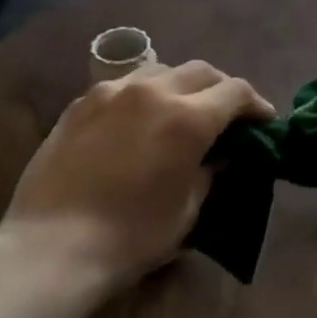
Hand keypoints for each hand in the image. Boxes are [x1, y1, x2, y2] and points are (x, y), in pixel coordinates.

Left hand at [0, 61, 272, 289]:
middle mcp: (153, 91)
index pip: (236, 92)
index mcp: (188, 118)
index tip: (263, 121)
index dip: (256, 104)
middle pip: (201, 71)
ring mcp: (112, 92)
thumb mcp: (188, 210)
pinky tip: (139, 117)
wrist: (53, 247)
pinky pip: (124, 84)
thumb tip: (219, 155)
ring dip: (182, 84)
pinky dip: (144, 93)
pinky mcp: (81, 103)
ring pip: (161, 70)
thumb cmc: (131, 237)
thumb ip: (210, 172)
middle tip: (227, 114)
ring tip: (182, 109)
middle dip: (222, 88)